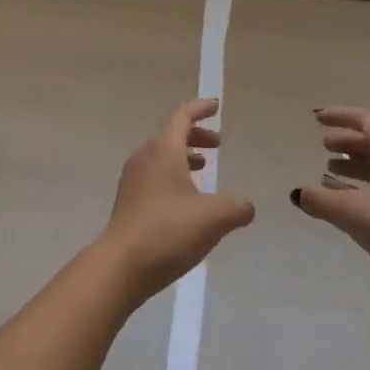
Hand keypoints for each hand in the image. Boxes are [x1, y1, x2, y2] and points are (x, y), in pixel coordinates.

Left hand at [101, 98, 254, 302]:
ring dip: (184, 156)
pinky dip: (173, 175)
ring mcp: (133, 179)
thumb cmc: (169, 230)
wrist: (123, 264)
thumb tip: (246, 206)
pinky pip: (154, 175)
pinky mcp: (129, 201)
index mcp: (163, 151)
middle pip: (171, 135)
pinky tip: (187, 199)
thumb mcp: (214, 217)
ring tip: (204, 168)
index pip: (182, 117)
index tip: (216, 106)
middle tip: (218, 144)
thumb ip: (237, 207)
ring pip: (161, 156)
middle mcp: (144, 158)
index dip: (200, 109)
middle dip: (196, 135)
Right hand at [292, 107, 369, 308]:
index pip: (365, 120)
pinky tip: (352, 203)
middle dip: (347, 142)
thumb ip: (321, 200)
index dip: (339, 116)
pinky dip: (368, 186)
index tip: (316, 118)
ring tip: (330, 173)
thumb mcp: (354, 213)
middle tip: (323, 147)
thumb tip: (297, 194)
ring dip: (357, 165)